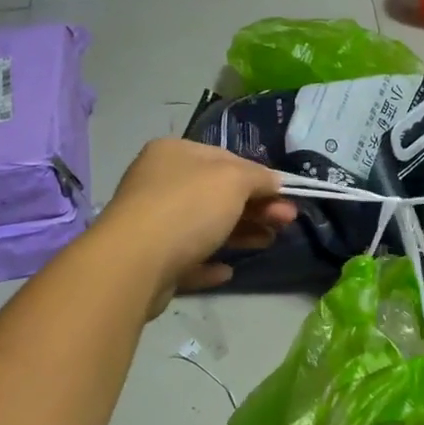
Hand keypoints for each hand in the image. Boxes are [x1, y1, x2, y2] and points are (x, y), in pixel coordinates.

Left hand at [97, 140, 297, 307]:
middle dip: (256, 207)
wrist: (135, 263)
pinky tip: (227, 270)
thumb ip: (258, 177)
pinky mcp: (151, 262)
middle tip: (287, 222)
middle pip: (217, 194)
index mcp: (174, 154)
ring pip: (205, 227)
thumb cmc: (187, 208)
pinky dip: (209, 263)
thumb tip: (275, 182)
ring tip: (269, 243)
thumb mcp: (233, 180)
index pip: (226, 159)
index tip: (286, 196)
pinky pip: (187, 260)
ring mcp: (153, 224)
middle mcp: (159, 183)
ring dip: (241, 234)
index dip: (260, 177)